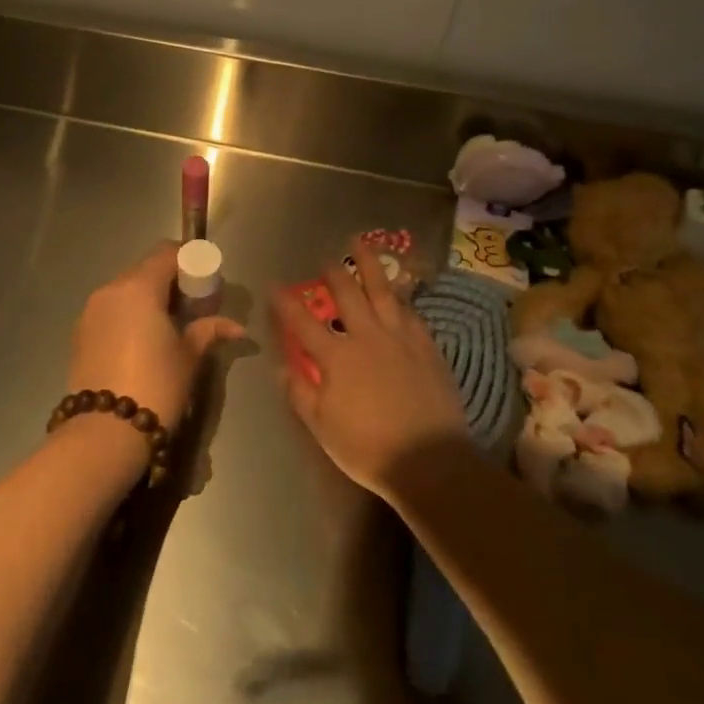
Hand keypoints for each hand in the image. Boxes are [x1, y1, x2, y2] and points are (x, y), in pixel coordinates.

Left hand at [68, 242, 244, 432]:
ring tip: (169, 326)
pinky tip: (144, 341)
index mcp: (138, 287)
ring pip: (126, 289)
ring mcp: (90, 311)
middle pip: (145, 269)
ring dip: (149, 298)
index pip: (167, 253)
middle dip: (171, 280)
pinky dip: (130, 314)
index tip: (206, 281)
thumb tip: (236, 327)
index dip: (190, 261)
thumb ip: (208, 330)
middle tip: (193, 306)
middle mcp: (110, 290)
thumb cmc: (156, 386)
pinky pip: (111, 310)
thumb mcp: (189, 357)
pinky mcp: (80, 333)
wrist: (104, 433)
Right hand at [273, 236, 468, 498]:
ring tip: (362, 244)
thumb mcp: (322, 427)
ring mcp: (400, 338)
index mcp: (336, 357)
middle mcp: (366, 336)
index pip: (303, 322)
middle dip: (333, 271)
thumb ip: (299, 393)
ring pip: (383, 291)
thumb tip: (282, 366)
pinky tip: (398, 292)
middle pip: (347, 293)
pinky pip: (411, 312)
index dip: (285, 302)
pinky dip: (400, 298)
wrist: (430, 460)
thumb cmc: (369, 447)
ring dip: (370, 265)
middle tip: (325, 258)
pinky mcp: (427, 346)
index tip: (273, 285)